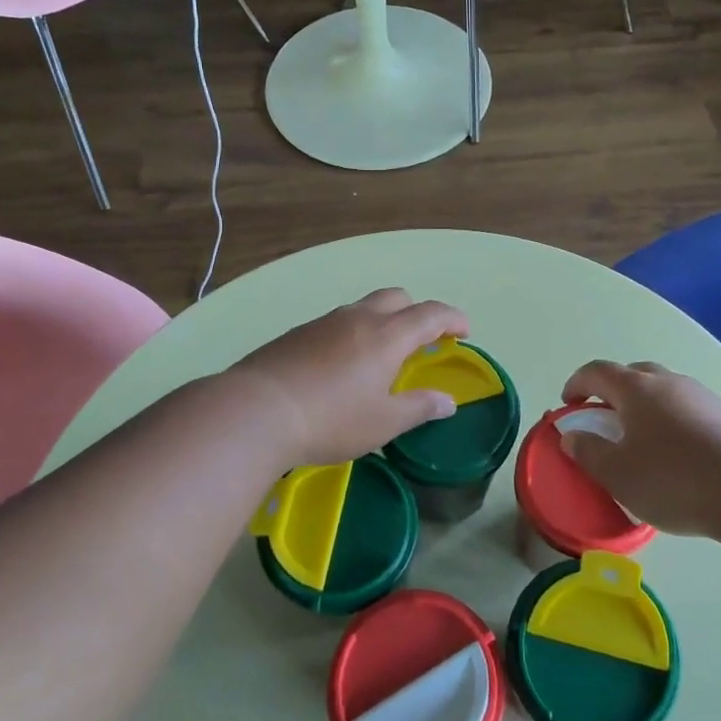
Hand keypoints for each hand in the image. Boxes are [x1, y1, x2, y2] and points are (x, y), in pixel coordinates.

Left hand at [227, 289, 470, 468]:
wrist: (256, 410)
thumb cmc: (330, 420)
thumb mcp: (383, 423)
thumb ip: (419, 408)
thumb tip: (448, 401)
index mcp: (387, 336)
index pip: (431, 314)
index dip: (453, 318)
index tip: (464, 331)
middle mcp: (358, 318)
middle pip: (397, 297)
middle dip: (417, 312)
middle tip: (422, 342)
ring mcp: (324, 322)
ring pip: (364, 307)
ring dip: (383, 321)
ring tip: (381, 357)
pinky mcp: (298, 332)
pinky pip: (337, 322)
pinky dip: (353, 333)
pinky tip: (341, 365)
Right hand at [559, 360, 720, 536]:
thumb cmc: (675, 480)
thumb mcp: (618, 475)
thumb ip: (589, 452)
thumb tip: (572, 436)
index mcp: (636, 389)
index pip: (597, 371)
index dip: (577, 384)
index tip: (569, 405)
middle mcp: (669, 382)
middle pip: (633, 375)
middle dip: (613, 393)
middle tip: (605, 421)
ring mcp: (704, 397)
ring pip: (665, 393)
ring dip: (647, 409)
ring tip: (644, 444)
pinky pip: (690, 412)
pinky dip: (675, 424)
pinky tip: (681, 458)